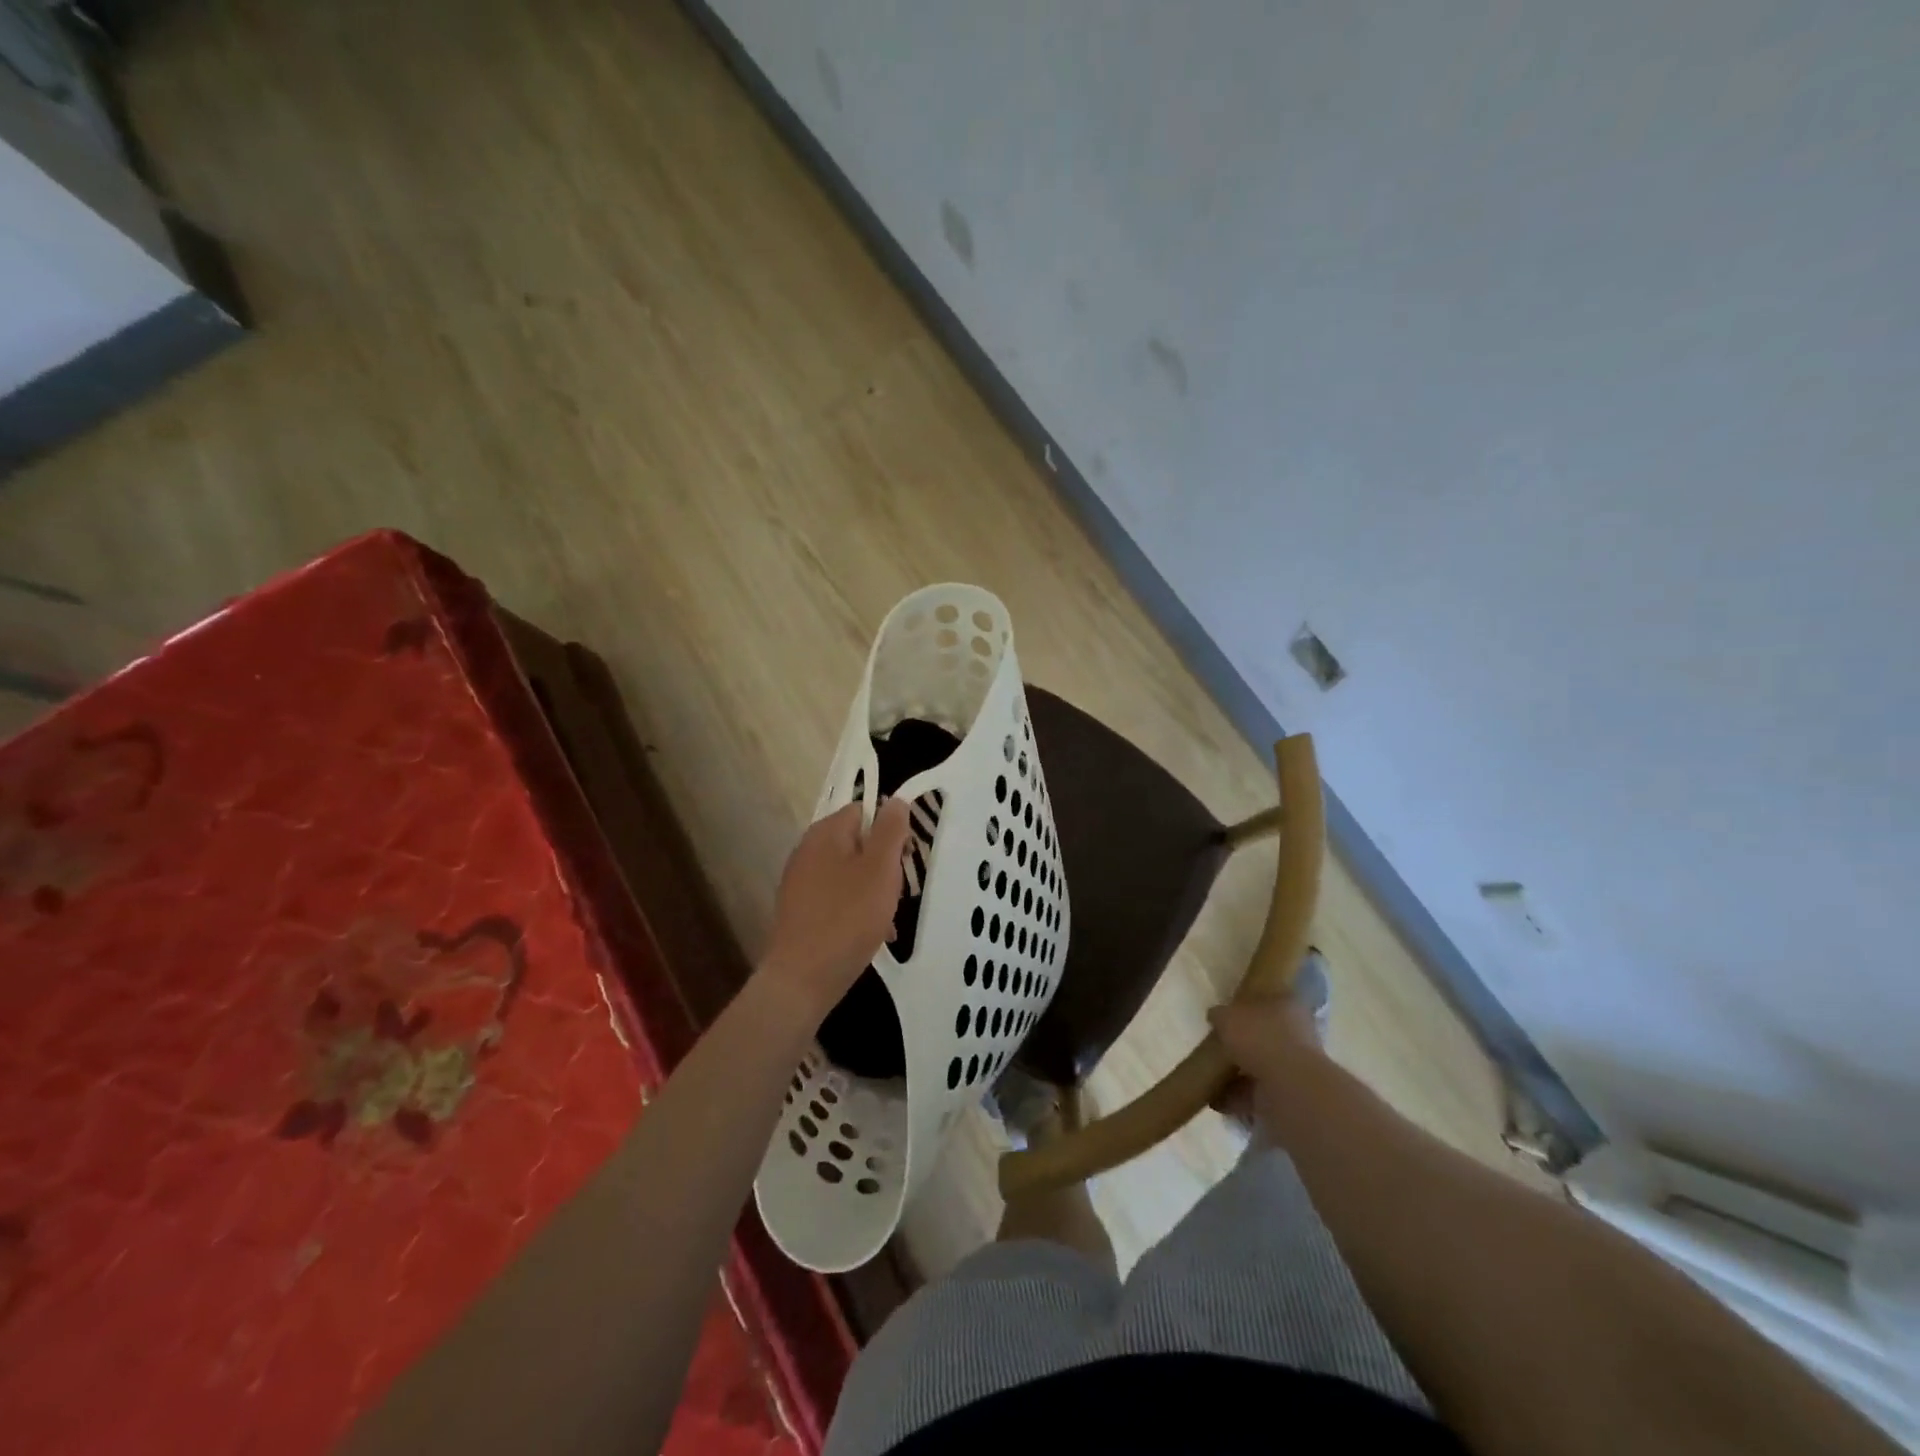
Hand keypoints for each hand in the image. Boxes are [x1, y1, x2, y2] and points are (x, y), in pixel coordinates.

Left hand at [759, 799, 911, 1021]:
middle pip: (858, 842)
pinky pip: (837, 897)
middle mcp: (808, 850)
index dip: (891, 830)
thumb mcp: (880, 869)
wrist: (802, 979)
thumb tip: (896, 800)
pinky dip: (856, 909)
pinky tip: (871, 934)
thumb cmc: (847, 918)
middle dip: (884, 864)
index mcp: (825, 833)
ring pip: (850, 872)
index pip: (864, 811)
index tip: (906, 858)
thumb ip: (890, 831)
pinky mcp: (800, 910)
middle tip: (898, 891)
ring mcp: (801, 881)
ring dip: (873, 889)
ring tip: (887, 918)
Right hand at [1208, 993, 1326, 1130]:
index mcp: (1286, 1006)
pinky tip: (1215, 1098)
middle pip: (1265, 1034)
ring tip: (1211, 1074)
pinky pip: (1256, 1092)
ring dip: (1239, 1072)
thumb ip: (1219, 1014)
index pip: (1267, 1000)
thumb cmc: (1260, 1038)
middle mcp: (1296, 1033)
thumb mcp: (1227, 1016)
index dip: (1247, 1005)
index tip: (1227, 1013)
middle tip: (1217, 1045)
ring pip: (1261, 1064)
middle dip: (1242, 1042)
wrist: (1289, 1088)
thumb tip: (1216, 1016)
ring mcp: (1294, 1067)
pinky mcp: (1288, 1094)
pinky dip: (1237, 1095)